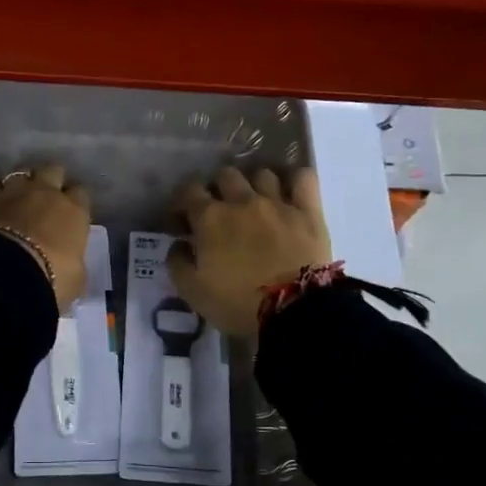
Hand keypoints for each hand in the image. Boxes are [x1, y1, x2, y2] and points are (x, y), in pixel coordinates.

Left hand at [0, 162, 90, 312]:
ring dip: (21, 183)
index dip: (75, 201)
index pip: (81, 193)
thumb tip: (72, 264)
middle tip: (45, 198)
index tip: (71, 213)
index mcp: (74, 211)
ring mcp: (14, 191)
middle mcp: (47, 193)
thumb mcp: (76, 279)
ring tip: (17, 198)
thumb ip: (75, 263)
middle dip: (50, 180)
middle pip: (53, 170)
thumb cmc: (51, 280)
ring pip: (22, 172)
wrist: (3, 277)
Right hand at [169, 166, 331, 337]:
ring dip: (254, 185)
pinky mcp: (308, 211)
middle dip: (219, 188)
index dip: (182, 202)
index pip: (189, 190)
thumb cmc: (237, 303)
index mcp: (210, 217)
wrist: (293, 311)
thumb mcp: (192, 292)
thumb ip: (177, 263)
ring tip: (255, 203)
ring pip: (262, 174)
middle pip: (226, 175)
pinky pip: (303, 178)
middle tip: (220, 211)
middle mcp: (242, 200)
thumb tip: (178, 244)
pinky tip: (290, 192)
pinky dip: (295, 180)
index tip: (183, 220)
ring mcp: (277, 202)